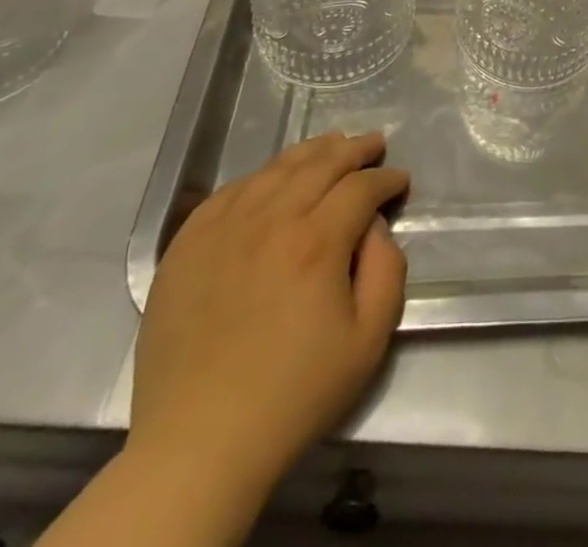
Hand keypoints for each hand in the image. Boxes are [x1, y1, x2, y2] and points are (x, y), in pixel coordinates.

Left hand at [127, 131, 409, 502]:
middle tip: (374, 143)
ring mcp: (224, 228)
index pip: (361, 186)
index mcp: (317, 241)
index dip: (386, 178)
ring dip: (311, 153)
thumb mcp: (369, 340)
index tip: (400, 180)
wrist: (199, 443)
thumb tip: (375, 226)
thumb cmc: (294, 394)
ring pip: (276, 168)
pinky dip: (261, 176)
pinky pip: (231, 190)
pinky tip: (273, 180)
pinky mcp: (187, 244)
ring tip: (331, 146)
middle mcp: (271, 219)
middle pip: (321, 163)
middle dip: (355, 149)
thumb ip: (388, 269)